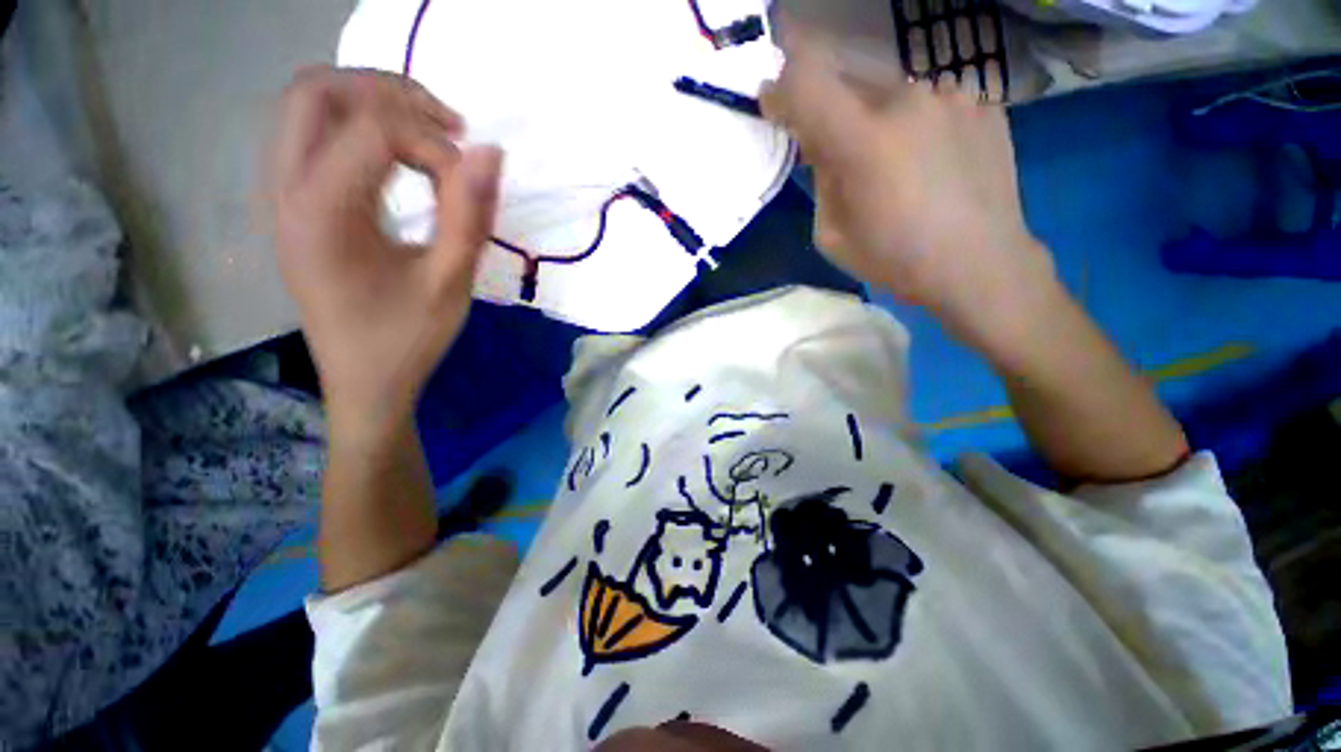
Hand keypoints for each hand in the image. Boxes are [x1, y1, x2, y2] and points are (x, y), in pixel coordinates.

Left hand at [270, 66, 501, 439]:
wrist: (362, 382)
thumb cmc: (407, 340)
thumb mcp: (450, 283)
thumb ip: (470, 216)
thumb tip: (492, 152)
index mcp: (320, 212)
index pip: (375, 129)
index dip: (435, 142)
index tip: (473, 181)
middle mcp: (284, 189)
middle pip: (318, 90)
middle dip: (391, 93)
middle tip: (449, 128)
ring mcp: (279, 194)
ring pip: (307, 104)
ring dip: (371, 103)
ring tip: (430, 138)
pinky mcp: (291, 205)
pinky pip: (312, 134)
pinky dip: (358, 127)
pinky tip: (399, 161)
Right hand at [761, 26, 1057, 348]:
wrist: (979, 263)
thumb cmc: (894, 259)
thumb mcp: (831, 234)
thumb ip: (821, 179)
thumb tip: (822, 147)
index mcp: (862, 140)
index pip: (805, 78)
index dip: (782, 87)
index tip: (777, 107)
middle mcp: (906, 100)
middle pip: (847, 80)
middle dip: (830, 111)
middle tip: (835, 150)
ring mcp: (950, 96)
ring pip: (891, 92)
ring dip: (876, 119)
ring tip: (892, 163)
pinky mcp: (982, 104)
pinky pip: (931, 103)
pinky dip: (916, 125)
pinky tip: (929, 162)